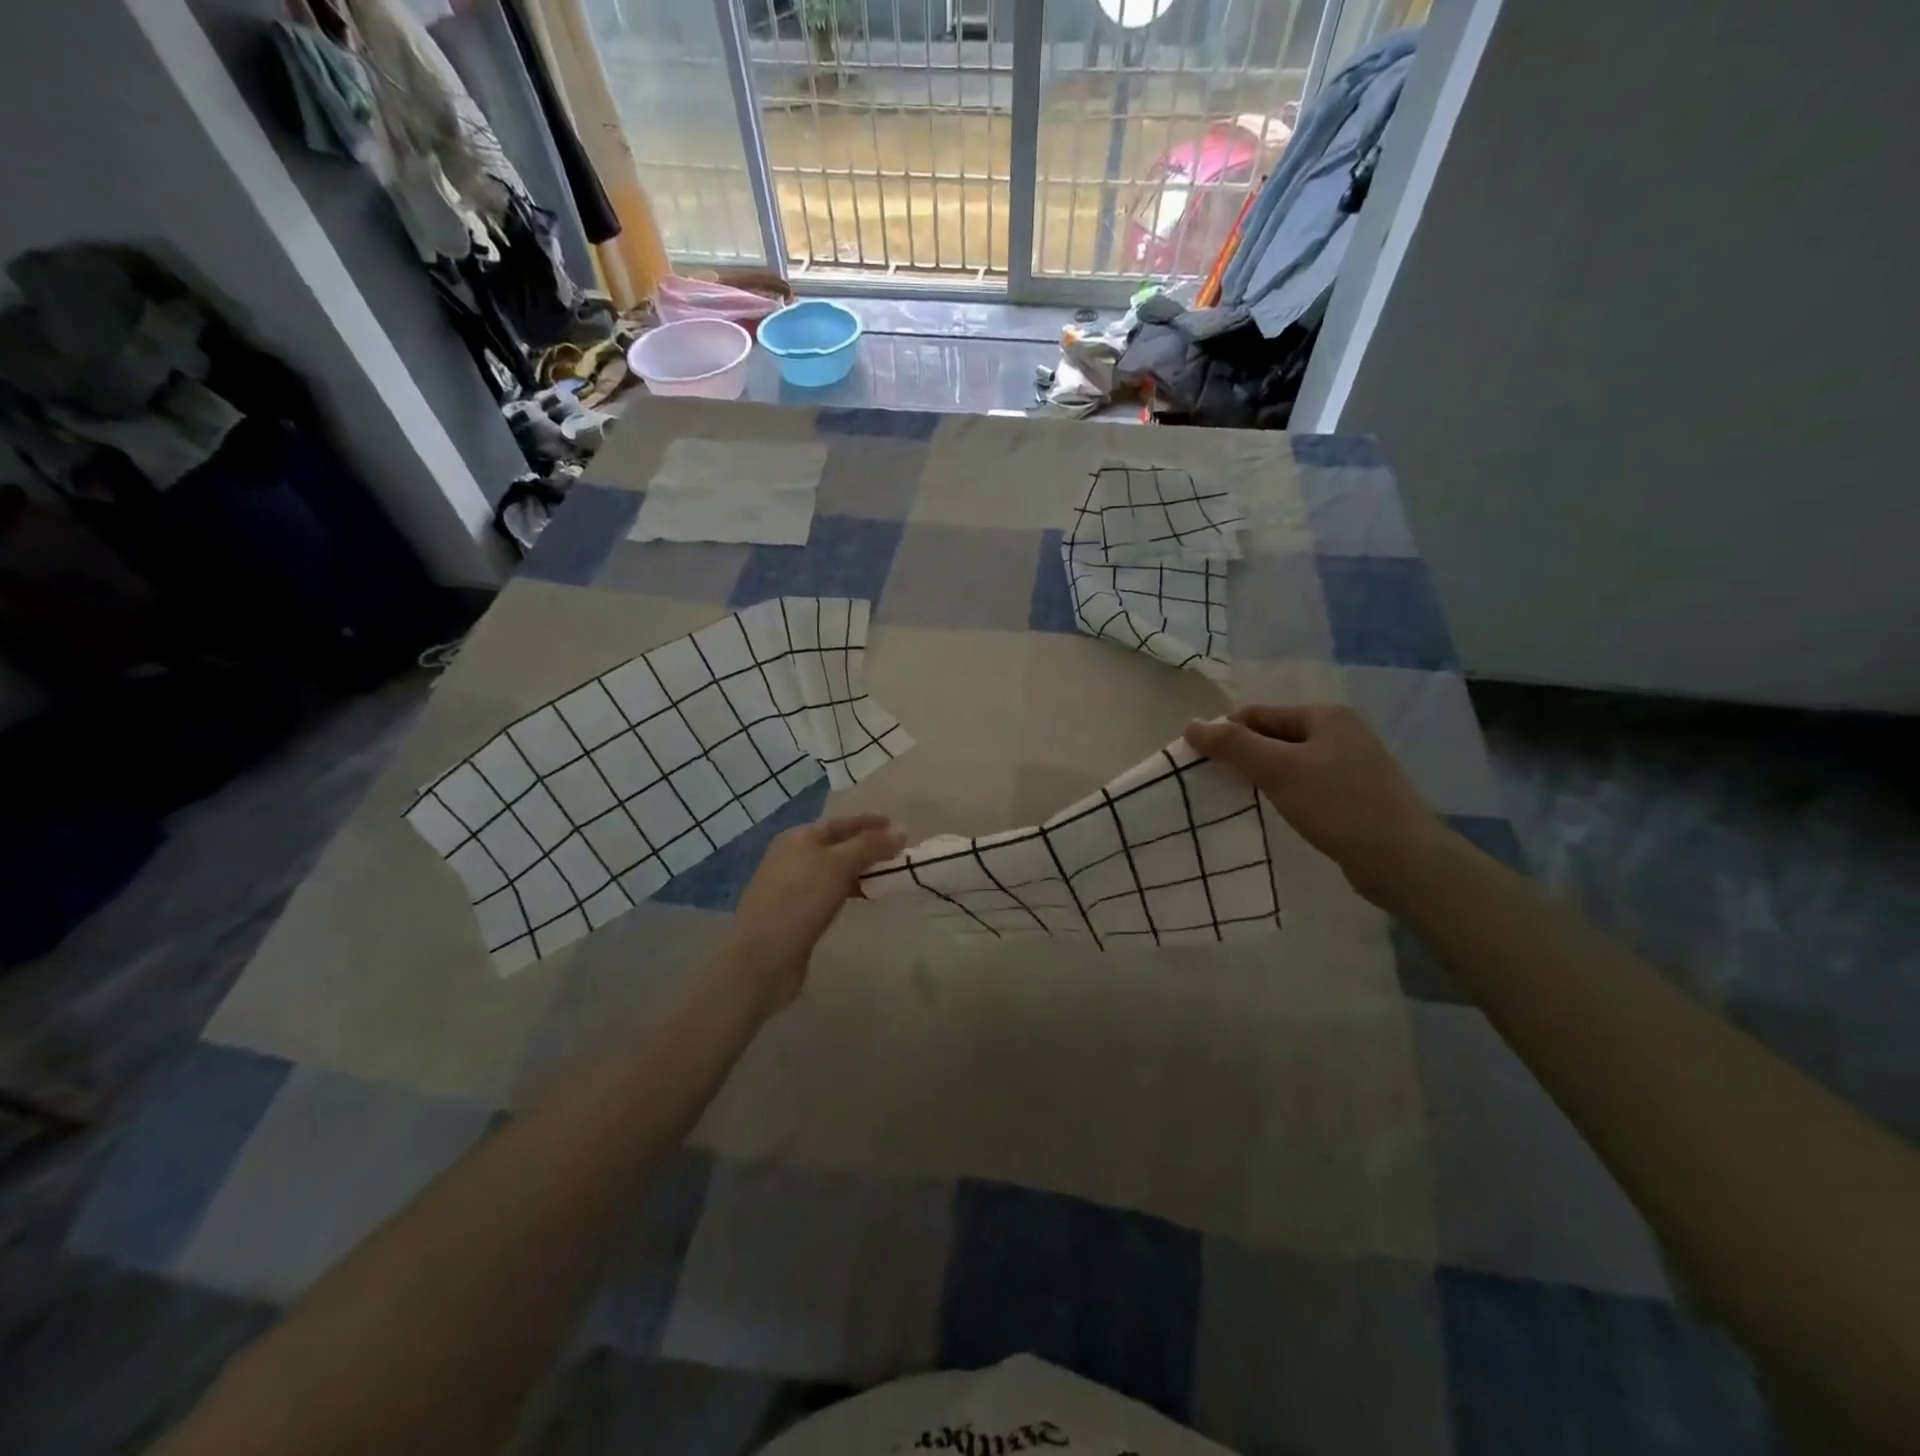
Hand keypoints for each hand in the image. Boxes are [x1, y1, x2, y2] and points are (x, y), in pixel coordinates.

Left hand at [722, 813, 905, 1017]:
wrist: (763, 955)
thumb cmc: (801, 899)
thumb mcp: (839, 864)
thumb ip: (870, 845)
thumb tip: (901, 831)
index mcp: (798, 838)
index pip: (840, 823)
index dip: (868, 823)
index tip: (896, 826)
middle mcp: (791, 857)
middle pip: (835, 845)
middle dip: (866, 847)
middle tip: (896, 852)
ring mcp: (789, 886)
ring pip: (832, 870)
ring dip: (858, 870)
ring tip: (885, 875)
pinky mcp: (793, 913)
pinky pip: (827, 892)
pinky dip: (847, 890)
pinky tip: (862, 898)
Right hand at [1184, 705, 1445, 907]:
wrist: (1403, 859)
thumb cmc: (1336, 804)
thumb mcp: (1277, 769)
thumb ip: (1232, 745)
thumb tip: (1191, 726)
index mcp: (1325, 716)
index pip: (1257, 714)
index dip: (1225, 734)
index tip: (1200, 763)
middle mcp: (1342, 732)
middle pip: (1274, 736)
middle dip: (1244, 756)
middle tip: (1217, 783)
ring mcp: (1353, 764)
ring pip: (1291, 762)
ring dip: (1264, 777)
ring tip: (1243, 800)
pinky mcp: (1358, 795)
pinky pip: (1308, 784)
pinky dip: (1287, 793)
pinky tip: (1278, 813)